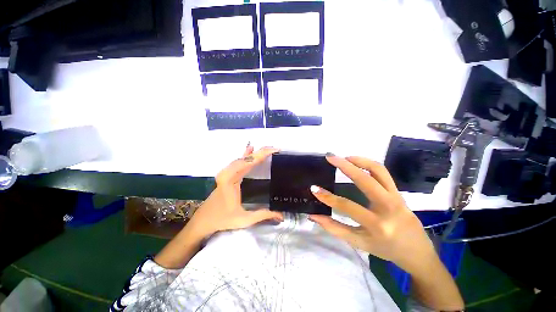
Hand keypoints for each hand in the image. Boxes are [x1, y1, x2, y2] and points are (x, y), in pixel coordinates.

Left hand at [187, 146, 283, 239]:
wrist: (204, 220)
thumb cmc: (222, 219)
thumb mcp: (244, 219)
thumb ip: (263, 215)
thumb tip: (281, 215)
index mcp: (231, 180)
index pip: (249, 163)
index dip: (261, 155)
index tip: (274, 150)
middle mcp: (228, 173)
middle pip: (246, 159)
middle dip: (261, 152)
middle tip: (274, 148)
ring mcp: (227, 173)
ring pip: (243, 159)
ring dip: (255, 153)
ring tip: (267, 149)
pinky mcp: (228, 175)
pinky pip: (239, 163)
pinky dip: (246, 156)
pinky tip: (250, 150)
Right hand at [309, 155, 436, 274]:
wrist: (417, 252)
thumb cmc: (386, 249)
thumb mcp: (358, 242)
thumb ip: (335, 228)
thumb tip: (314, 216)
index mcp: (377, 225)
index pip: (347, 206)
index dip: (328, 197)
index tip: (314, 188)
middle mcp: (388, 207)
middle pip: (365, 180)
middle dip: (345, 166)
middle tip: (330, 157)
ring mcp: (396, 197)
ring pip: (379, 170)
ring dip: (360, 160)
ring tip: (344, 157)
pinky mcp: (399, 192)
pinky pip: (384, 173)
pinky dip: (369, 164)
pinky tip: (357, 163)